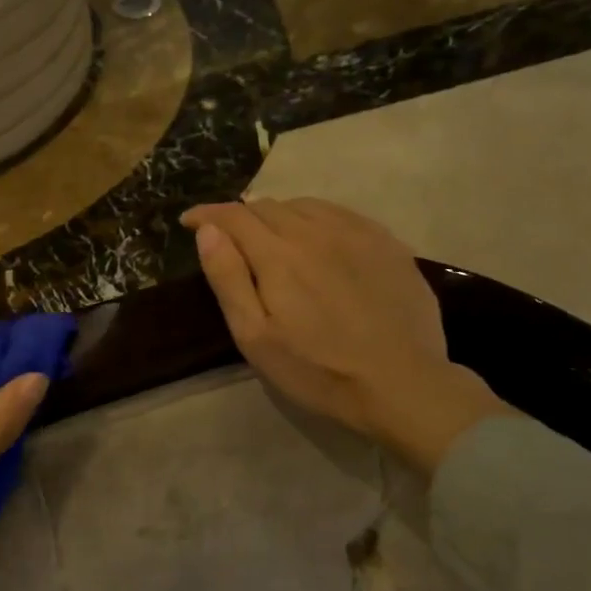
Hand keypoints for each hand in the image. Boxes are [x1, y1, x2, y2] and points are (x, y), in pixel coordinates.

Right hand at [182, 198, 508, 474]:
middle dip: (240, 216)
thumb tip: (208, 231)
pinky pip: (341, 214)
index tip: (188, 220)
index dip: (207, 214)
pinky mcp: (387, 243)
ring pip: (305, 206)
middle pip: (268, 206)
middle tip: (229, 237)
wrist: (402, 385)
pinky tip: (318, 239)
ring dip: (278, 214)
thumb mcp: (255, 336)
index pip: (233, 216)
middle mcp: (316, 231)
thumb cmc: (317, 370)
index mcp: (278, 254)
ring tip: (270, 236)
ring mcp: (357, 233)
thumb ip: (228, 279)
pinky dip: (316, 218)